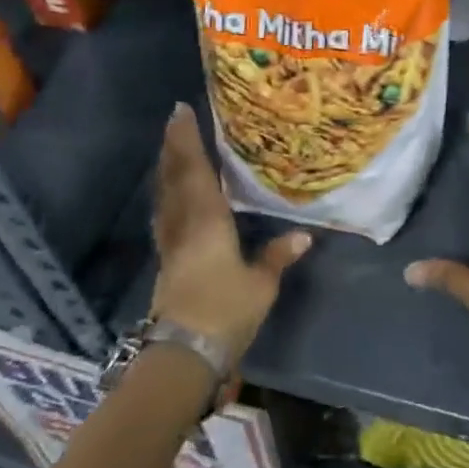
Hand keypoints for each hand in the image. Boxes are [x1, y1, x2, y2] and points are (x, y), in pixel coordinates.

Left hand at [150, 103, 310, 360]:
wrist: (182, 355)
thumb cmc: (225, 312)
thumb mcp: (260, 284)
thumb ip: (278, 256)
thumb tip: (303, 236)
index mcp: (207, 220)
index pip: (195, 171)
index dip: (188, 140)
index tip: (181, 112)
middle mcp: (184, 224)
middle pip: (174, 178)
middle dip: (173, 147)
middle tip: (174, 120)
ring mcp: (171, 243)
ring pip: (165, 195)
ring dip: (167, 168)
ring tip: (172, 148)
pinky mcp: (167, 260)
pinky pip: (165, 213)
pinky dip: (167, 194)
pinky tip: (171, 194)